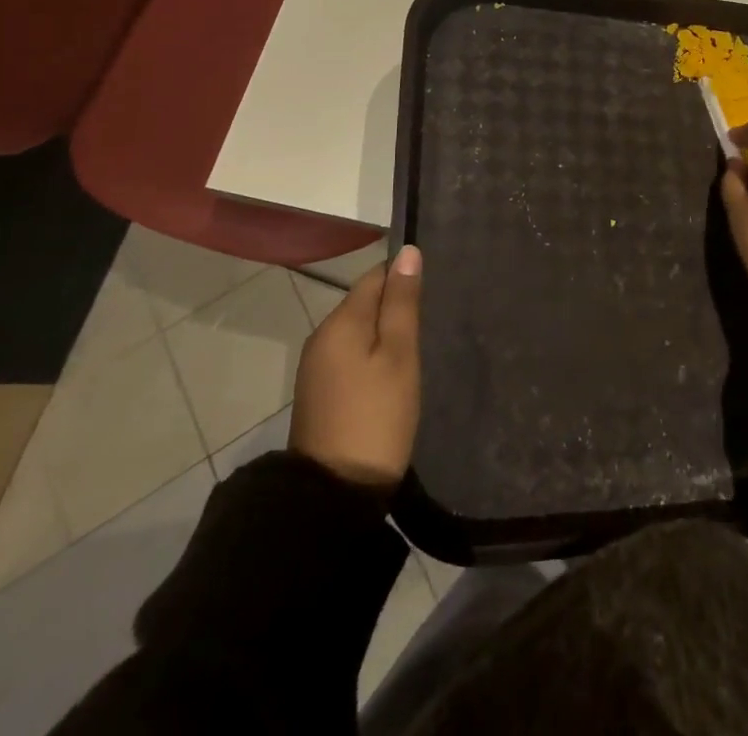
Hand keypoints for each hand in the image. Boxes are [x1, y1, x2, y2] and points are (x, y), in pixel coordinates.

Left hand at [289, 244, 422, 489]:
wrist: (334, 495)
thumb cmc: (377, 416)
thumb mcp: (399, 356)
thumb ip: (403, 303)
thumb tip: (407, 252)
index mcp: (341, 321)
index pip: (374, 277)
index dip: (403, 279)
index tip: (431, 296)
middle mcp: (322, 336)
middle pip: (364, 302)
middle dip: (394, 306)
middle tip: (430, 326)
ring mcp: (316, 367)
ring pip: (357, 330)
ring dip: (383, 333)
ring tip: (415, 350)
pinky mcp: (318, 393)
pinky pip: (349, 355)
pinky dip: (370, 356)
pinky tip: (390, 375)